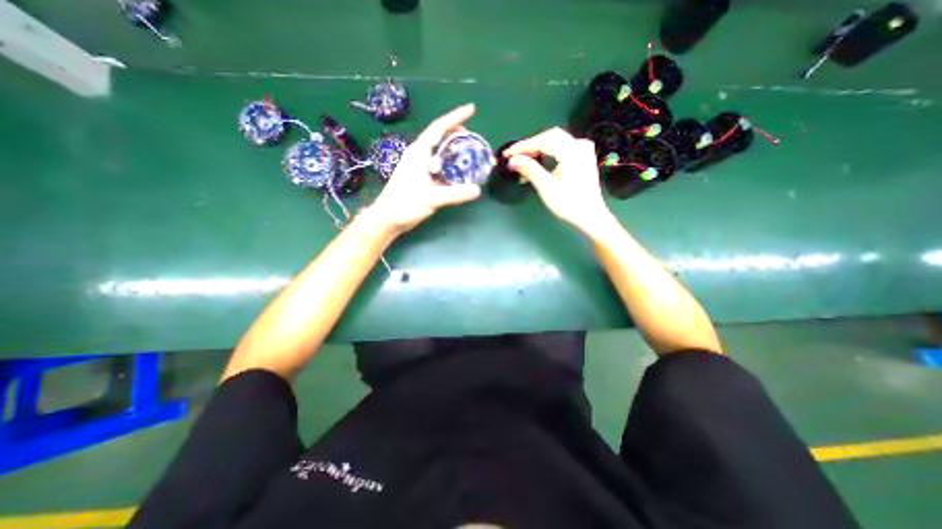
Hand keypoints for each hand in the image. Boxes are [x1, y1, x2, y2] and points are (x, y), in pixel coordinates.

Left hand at [367, 103, 480, 232]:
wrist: (387, 219)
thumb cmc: (404, 204)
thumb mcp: (431, 198)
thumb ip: (455, 194)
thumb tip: (477, 190)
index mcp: (419, 153)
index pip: (439, 128)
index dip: (455, 117)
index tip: (471, 109)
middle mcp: (418, 156)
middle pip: (439, 137)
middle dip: (456, 133)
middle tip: (473, 137)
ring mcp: (418, 167)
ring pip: (439, 152)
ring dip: (453, 150)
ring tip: (469, 152)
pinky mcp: (420, 178)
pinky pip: (438, 166)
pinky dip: (450, 165)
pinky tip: (459, 172)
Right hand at [509, 126, 611, 232]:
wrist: (590, 215)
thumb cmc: (568, 204)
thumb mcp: (546, 188)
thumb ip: (530, 169)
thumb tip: (513, 160)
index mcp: (571, 152)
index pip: (543, 141)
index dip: (523, 146)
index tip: (508, 154)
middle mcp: (579, 145)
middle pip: (549, 137)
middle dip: (530, 145)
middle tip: (514, 156)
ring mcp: (583, 150)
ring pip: (555, 141)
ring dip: (538, 148)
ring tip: (523, 159)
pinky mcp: (583, 156)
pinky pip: (562, 146)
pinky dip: (548, 151)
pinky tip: (539, 160)